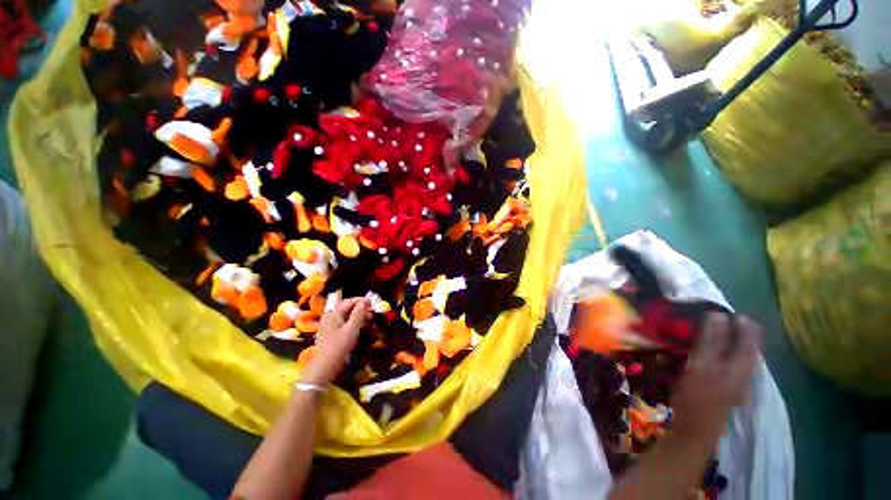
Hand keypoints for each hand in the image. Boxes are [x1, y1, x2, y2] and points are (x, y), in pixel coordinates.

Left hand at [301, 298, 371, 384]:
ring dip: (357, 314)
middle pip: (347, 307)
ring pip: (345, 315)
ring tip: (368, 318)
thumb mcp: (351, 330)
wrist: (322, 369)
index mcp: (334, 313)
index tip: (373, 302)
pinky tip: (359, 326)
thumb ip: (358, 314)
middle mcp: (330, 316)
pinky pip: (343, 322)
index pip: (350, 301)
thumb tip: (365, 301)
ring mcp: (328, 325)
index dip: (362, 300)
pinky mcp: (330, 333)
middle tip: (372, 311)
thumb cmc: (338, 347)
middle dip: (360, 307)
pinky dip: (352, 321)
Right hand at [671, 313, 760, 441]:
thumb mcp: (702, 365)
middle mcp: (745, 371)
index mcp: (742, 365)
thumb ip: (711, 341)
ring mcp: (738, 381)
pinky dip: (727, 352)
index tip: (721, 309)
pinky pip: (733, 363)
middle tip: (719, 316)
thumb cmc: (697, 396)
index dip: (740, 322)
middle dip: (738, 329)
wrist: (694, 429)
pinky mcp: (728, 387)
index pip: (749, 337)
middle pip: (749, 346)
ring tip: (718, 329)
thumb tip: (718, 315)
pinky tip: (717, 351)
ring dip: (733, 340)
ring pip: (742, 355)